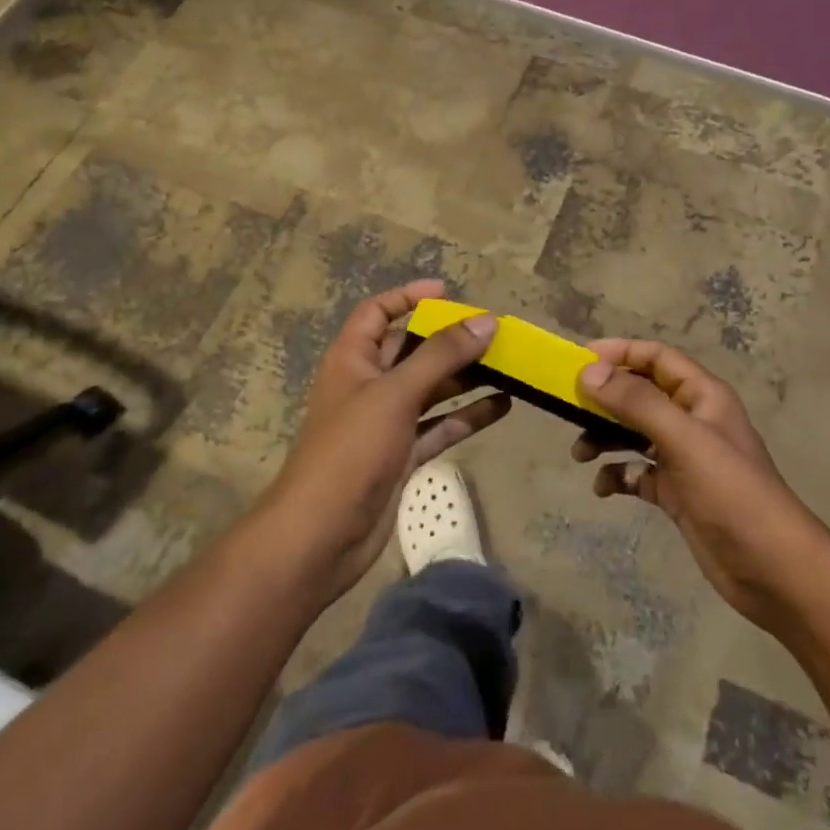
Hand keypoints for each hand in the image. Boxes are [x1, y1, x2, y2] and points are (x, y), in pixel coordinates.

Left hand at [258, 280, 508, 599]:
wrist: (320, 537)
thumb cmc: (350, 451)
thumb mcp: (396, 393)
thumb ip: (442, 355)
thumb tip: (487, 321)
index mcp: (352, 359)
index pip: (377, 311)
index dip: (409, 296)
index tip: (450, 292)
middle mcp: (369, 384)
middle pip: (412, 349)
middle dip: (450, 339)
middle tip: (494, 332)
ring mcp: (386, 422)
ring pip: (431, 389)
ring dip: (466, 377)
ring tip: (509, 365)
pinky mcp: (402, 455)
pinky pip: (440, 425)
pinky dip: (468, 415)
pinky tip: (503, 406)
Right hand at [575, 339, 829, 627]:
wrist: (771, 569)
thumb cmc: (731, 492)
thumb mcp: (683, 440)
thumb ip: (637, 402)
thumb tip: (589, 372)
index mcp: (701, 396)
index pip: (656, 358)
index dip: (620, 353)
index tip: (579, 361)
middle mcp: (691, 420)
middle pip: (641, 394)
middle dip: (605, 398)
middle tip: (568, 407)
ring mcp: (684, 458)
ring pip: (634, 433)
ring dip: (605, 436)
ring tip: (579, 452)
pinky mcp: (677, 493)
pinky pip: (637, 473)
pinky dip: (617, 475)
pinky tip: (604, 487)